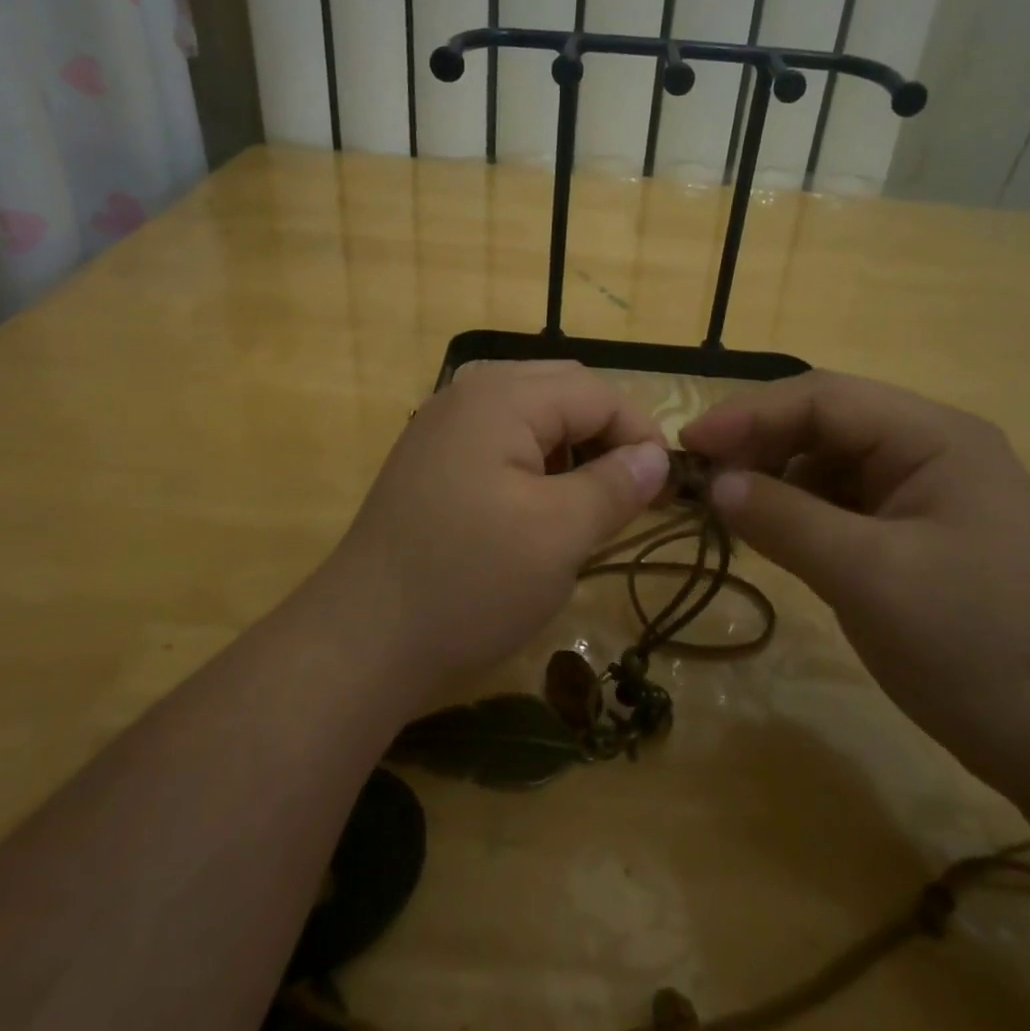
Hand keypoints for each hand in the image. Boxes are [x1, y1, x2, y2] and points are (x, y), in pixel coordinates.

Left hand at [329, 361, 669, 698]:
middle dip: (607, 433)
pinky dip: (534, 458)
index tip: (666, 489)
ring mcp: (443, 424)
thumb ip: (615, 486)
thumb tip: (657, 457)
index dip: (641, 434)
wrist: (362, 640)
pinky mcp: (431, 457)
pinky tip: (537, 503)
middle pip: (563, 390)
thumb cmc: (469, 582)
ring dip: (571, 444)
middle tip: (632, 489)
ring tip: (587, 498)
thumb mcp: (559, 535)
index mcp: (502, 397)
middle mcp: (469, 393)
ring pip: (531, 411)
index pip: (596, 393)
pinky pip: (500, 436)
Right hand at [681, 371, 1029, 800]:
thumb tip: (714, 483)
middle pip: (827, 423)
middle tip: (700, 478)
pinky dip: (802, 511)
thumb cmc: (978, 648)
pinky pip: (846, 503)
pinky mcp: (921, 534)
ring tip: (727, 507)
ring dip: (777, 477)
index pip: (824, 399)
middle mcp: (934, 448)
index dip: (749, 414)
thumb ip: (785, 519)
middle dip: (760, 443)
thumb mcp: (869, 578)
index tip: (688, 445)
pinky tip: (773, 532)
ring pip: (832, 462)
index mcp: (935, 437)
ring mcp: (930, 493)